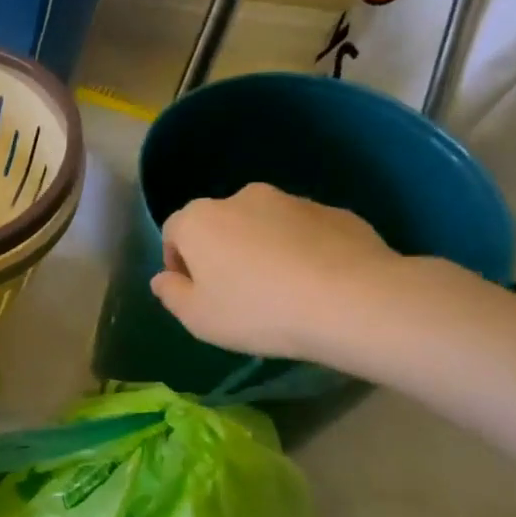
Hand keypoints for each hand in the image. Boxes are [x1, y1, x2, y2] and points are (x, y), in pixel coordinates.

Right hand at [151, 183, 404, 361]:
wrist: (353, 301)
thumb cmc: (257, 310)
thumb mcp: (197, 317)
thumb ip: (171, 294)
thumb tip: (162, 278)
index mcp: (200, 219)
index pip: (173, 232)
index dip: (178, 262)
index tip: (194, 292)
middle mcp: (242, 198)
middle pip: (219, 224)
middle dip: (221, 252)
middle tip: (236, 292)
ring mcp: (293, 201)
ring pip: (263, 226)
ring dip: (262, 249)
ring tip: (281, 291)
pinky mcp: (336, 213)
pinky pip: (304, 233)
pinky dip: (301, 251)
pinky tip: (315, 285)